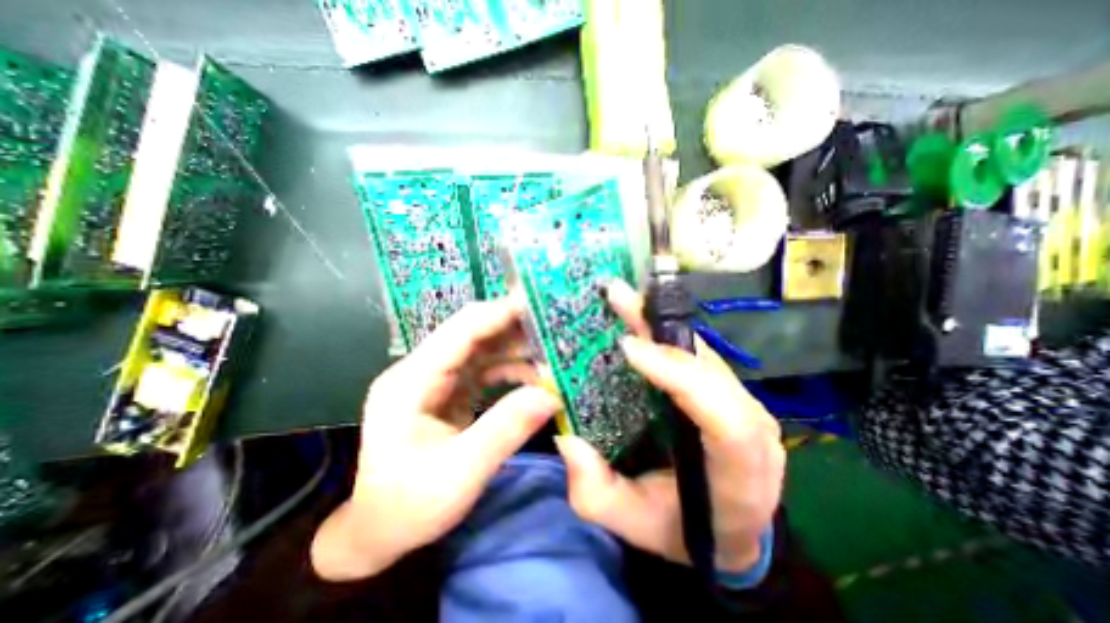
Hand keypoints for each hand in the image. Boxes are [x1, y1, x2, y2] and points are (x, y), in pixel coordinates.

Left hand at [310, 294, 559, 579]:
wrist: (377, 534)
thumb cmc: (408, 508)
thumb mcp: (460, 475)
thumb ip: (506, 429)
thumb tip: (552, 394)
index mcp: (411, 381)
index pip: (461, 330)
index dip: (500, 313)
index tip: (539, 305)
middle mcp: (421, 370)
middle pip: (472, 333)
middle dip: (513, 327)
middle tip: (554, 327)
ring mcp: (434, 380)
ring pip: (481, 349)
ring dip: (515, 348)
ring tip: (551, 352)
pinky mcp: (447, 391)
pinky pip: (482, 369)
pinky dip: (509, 368)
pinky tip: (533, 376)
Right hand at [552, 279, 779, 574]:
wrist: (729, 527)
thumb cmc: (683, 529)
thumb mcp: (633, 523)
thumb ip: (596, 493)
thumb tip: (567, 439)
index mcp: (739, 473)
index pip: (724, 418)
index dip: (678, 375)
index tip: (629, 347)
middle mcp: (753, 427)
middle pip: (710, 369)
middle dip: (660, 330)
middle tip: (618, 297)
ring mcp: (745, 402)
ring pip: (702, 352)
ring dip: (660, 324)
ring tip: (624, 301)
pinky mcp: (730, 389)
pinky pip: (697, 353)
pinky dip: (666, 333)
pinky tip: (639, 318)